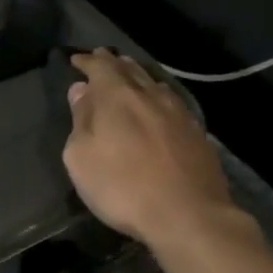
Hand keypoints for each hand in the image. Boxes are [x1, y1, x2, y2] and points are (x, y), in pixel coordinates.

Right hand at [62, 50, 234, 248]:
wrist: (187, 214)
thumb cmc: (122, 187)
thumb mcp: (82, 158)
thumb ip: (80, 120)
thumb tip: (81, 91)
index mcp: (117, 97)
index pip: (100, 67)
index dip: (87, 61)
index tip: (76, 60)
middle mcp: (149, 95)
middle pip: (129, 69)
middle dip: (113, 63)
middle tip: (102, 58)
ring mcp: (177, 112)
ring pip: (153, 83)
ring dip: (137, 76)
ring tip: (128, 74)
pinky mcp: (196, 132)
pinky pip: (171, 101)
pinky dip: (157, 95)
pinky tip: (158, 103)